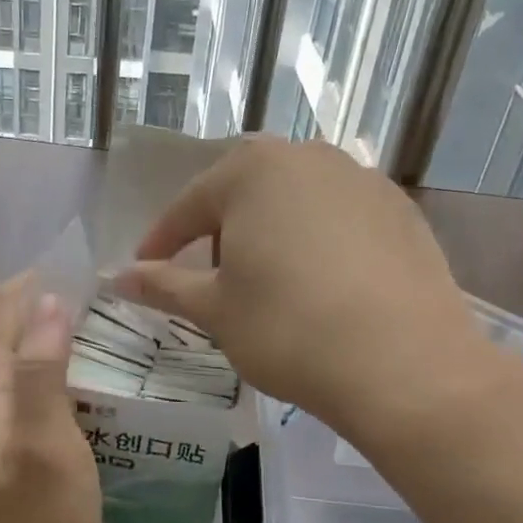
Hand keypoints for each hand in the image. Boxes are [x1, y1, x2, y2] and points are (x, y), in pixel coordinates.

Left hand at [0, 274, 101, 522]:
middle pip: (6, 331)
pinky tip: (81, 397)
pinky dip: (47, 381)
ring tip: (105, 348)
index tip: (90, 277)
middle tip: (111, 316)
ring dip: (51, 347)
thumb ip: (44, 369)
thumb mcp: (49, 446)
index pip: (1, 307)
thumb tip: (49, 303)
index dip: (39, 283)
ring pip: (13, 364)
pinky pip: (17, 395)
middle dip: (51, 312)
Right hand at [112, 137, 522, 447]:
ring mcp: (363, 180)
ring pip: (295, 201)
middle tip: (211, 279)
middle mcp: (309, 157)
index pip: (190, 205)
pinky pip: (340, 217)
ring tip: (269, 282)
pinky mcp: (402, 210)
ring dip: (270, 233)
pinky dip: (318, 242)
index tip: (144, 269)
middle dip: (220, 232)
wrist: (405, 365)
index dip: (162, 241)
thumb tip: (117, 277)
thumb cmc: (289, 329)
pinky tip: (323, 284)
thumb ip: (163, 285)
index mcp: (253, 170)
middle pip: (245, 193)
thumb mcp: (215, 309)